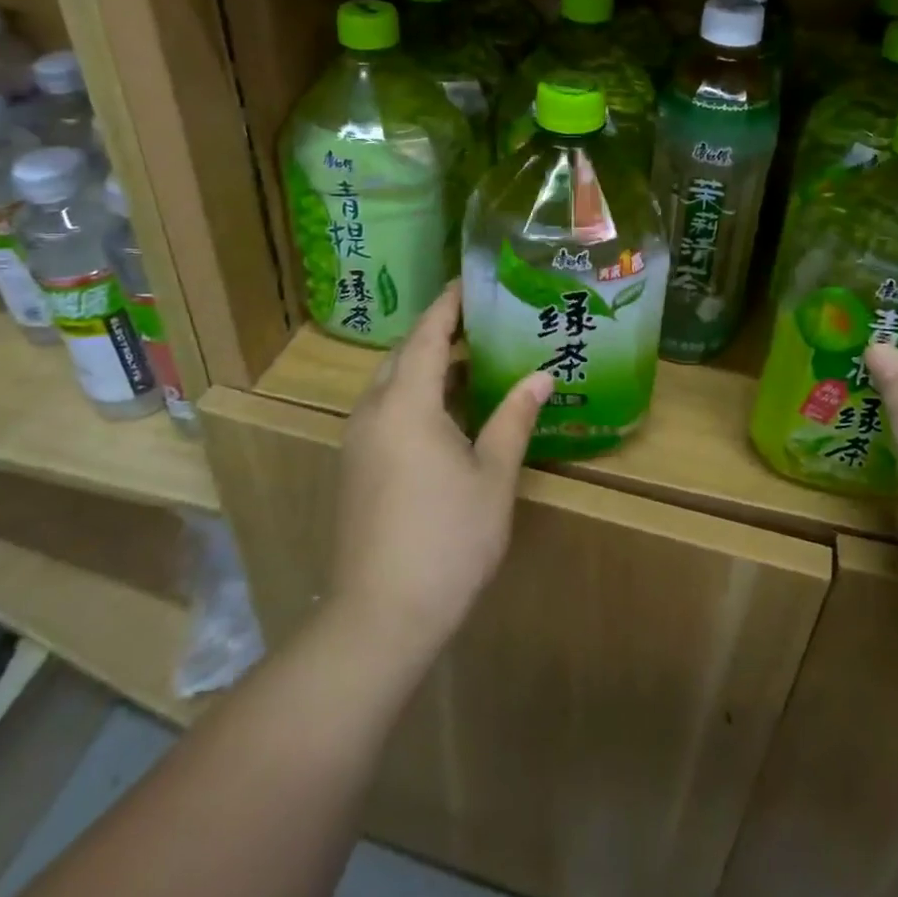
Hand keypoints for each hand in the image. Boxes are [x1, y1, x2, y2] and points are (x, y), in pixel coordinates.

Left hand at [328, 281, 552, 667]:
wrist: (380, 616)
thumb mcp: (492, 475)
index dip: (450, 303)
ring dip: (429, 365)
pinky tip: (450, 413)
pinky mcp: (356, 466)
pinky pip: (386, 410)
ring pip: (393, 383)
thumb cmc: (446, 538)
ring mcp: (359, 440)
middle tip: (484, 320)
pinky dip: (417, 395)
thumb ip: (514, 418)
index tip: (473, 280)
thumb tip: (541, 375)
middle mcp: (374, 410)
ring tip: (475, 361)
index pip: (428, 333)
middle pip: (405, 353)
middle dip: (440, 331)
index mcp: (406, 402)